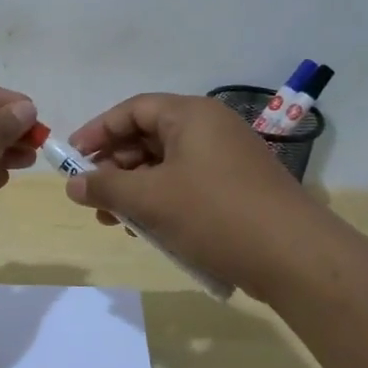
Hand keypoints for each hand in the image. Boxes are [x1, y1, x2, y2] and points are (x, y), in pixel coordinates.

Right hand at [65, 93, 328, 300]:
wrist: (296, 258)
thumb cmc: (215, 214)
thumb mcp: (150, 199)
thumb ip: (105, 187)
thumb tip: (72, 184)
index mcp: (192, 115)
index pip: (133, 109)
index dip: (98, 131)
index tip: (71, 158)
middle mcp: (211, 128)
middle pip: (149, 137)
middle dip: (115, 167)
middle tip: (92, 196)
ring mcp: (228, 159)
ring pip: (167, 166)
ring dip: (136, 190)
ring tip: (115, 221)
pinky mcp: (238, 189)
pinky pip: (188, 186)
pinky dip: (163, 202)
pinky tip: (149, 231)